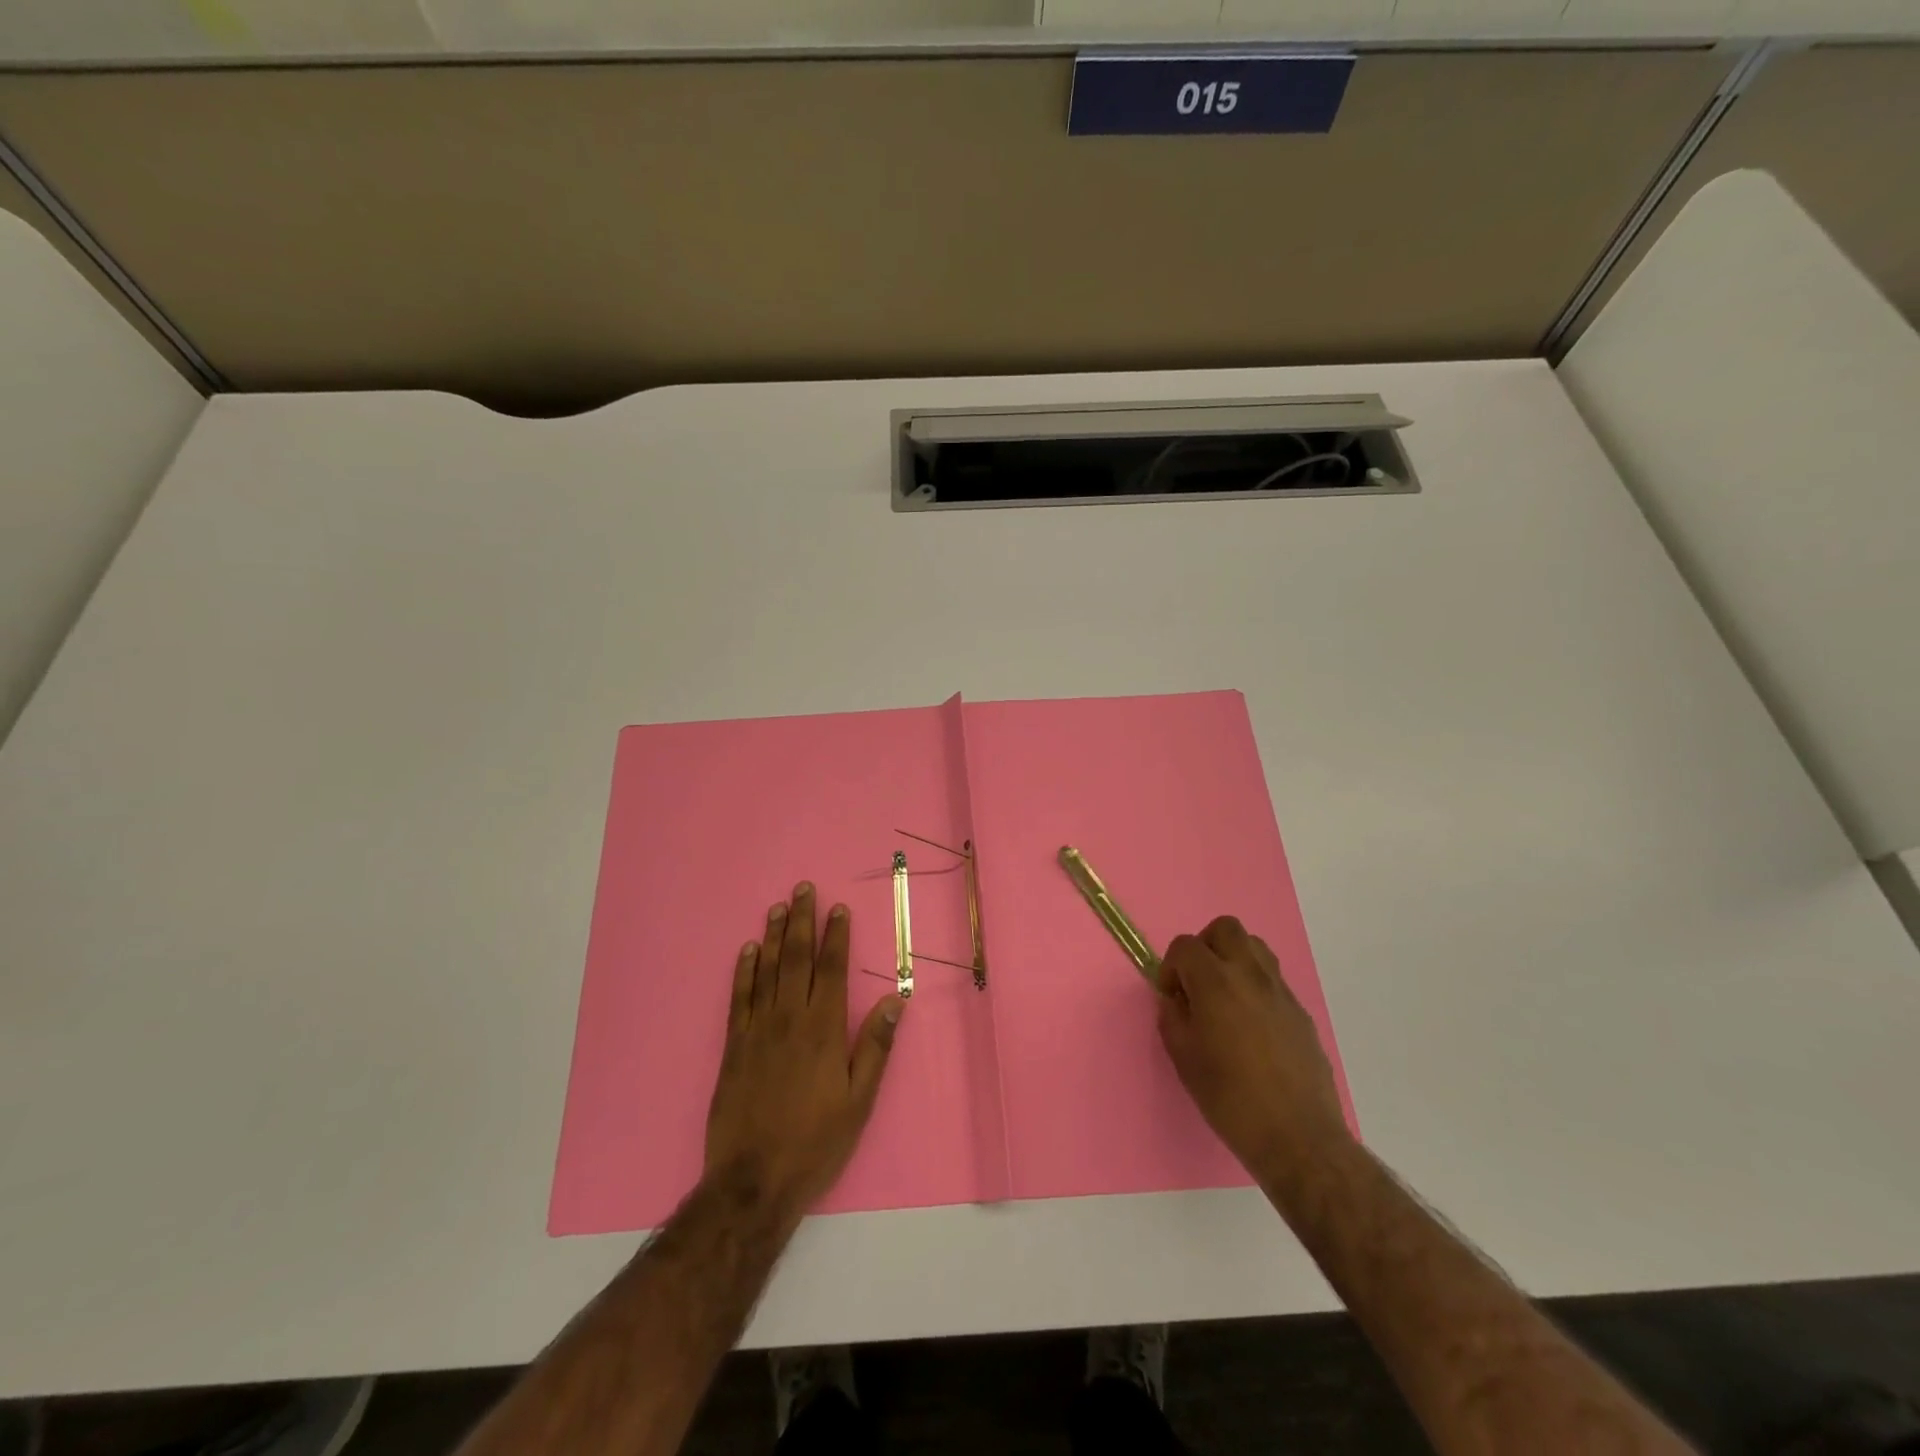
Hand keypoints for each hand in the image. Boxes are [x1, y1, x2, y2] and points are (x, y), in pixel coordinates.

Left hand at [704, 883, 904, 1221]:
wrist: (753, 1180)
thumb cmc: (815, 1142)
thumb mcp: (859, 1101)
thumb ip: (875, 1047)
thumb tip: (893, 1000)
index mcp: (824, 1029)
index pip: (831, 970)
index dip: (836, 936)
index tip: (838, 908)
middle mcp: (790, 1019)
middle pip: (797, 959)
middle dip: (803, 921)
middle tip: (803, 889)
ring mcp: (758, 1030)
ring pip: (768, 970)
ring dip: (775, 936)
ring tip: (779, 907)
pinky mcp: (733, 1046)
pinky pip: (739, 997)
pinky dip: (744, 970)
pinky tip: (749, 950)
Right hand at [1157, 916, 1349, 1186]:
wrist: (1298, 1137)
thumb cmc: (1230, 1098)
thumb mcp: (1183, 1058)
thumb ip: (1173, 1017)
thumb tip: (1176, 1000)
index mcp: (1216, 983)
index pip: (1185, 945)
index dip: (1171, 966)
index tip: (1171, 996)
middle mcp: (1250, 975)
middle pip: (1226, 928)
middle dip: (1205, 946)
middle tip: (1197, 983)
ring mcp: (1281, 991)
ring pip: (1255, 946)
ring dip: (1233, 959)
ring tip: (1224, 997)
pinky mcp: (1300, 1011)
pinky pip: (1273, 979)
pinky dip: (1255, 986)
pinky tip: (1250, 1026)